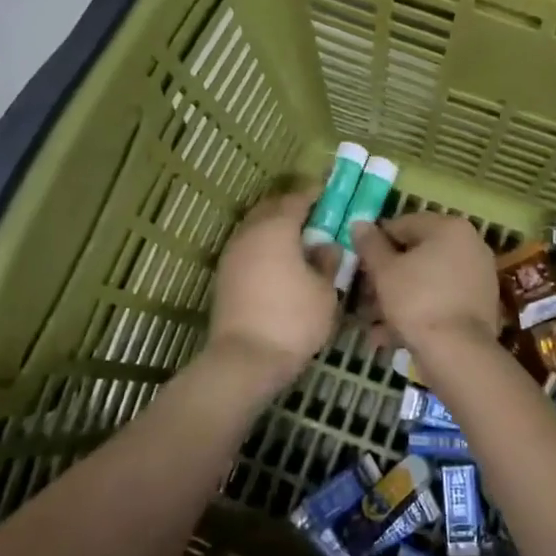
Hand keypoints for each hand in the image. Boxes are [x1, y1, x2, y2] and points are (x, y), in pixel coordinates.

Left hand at [207, 191, 338, 392]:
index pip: (297, 199)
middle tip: (315, 216)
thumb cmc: (293, 320)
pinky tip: (280, 262)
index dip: (315, 195)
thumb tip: (326, 246)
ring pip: (255, 227)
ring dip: (275, 227)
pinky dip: (264, 246)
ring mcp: (232, 254)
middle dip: (292, 207)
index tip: (330, 196)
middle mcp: (250, 233)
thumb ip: (327, 261)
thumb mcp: (325, 290)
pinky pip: (248, 247)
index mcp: (276, 228)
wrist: (245, 359)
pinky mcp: (224, 276)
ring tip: (298, 240)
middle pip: (271, 208)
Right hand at [350, 213, 501, 356]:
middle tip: (363, 296)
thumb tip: (360, 224)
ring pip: (426, 280)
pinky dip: (418, 311)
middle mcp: (469, 245)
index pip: (402, 225)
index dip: (375, 244)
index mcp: (449, 228)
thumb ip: (370, 245)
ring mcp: (478, 276)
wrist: (458, 352)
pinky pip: (441, 300)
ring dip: (397, 298)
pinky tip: (391, 335)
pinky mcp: (479, 305)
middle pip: (416, 254)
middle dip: (386, 276)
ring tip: (372, 322)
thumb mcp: (384, 271)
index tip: (358, 265)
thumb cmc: (417, 301)